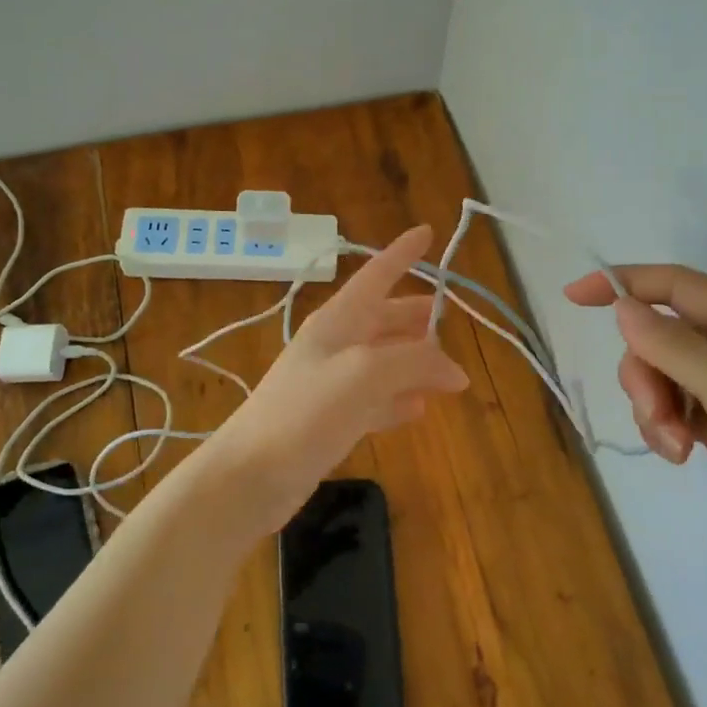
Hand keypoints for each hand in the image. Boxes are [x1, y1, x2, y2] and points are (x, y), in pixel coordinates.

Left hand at [209, 225, 468, 535]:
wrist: (250, 476)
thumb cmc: (305, 412)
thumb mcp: (365, 374)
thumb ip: (415, 362)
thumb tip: (456, 371)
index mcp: (338, 321)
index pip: (376, 274)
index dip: (402, 253)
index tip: (427, 231)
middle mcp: (335, 345)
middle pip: (384, 319)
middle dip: (417, 317)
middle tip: (451, 320)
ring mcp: (332, 383)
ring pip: (384, 361)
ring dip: (415, 362)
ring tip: (449, 374)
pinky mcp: (332, 420)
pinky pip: (376, 400)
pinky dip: (399, 400)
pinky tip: (419, 409)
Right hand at [565, 265, 706, 602]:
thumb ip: (676, 346)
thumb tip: (623, 306)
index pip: (676, 285)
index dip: (622, 284)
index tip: (572, 297)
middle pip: (661, 335)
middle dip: (646, 375)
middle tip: (659, 419)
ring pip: (662, 373)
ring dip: (656, 408)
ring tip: (677, 448)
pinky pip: (675, 405)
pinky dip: (667, 427)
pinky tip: (682, 456)